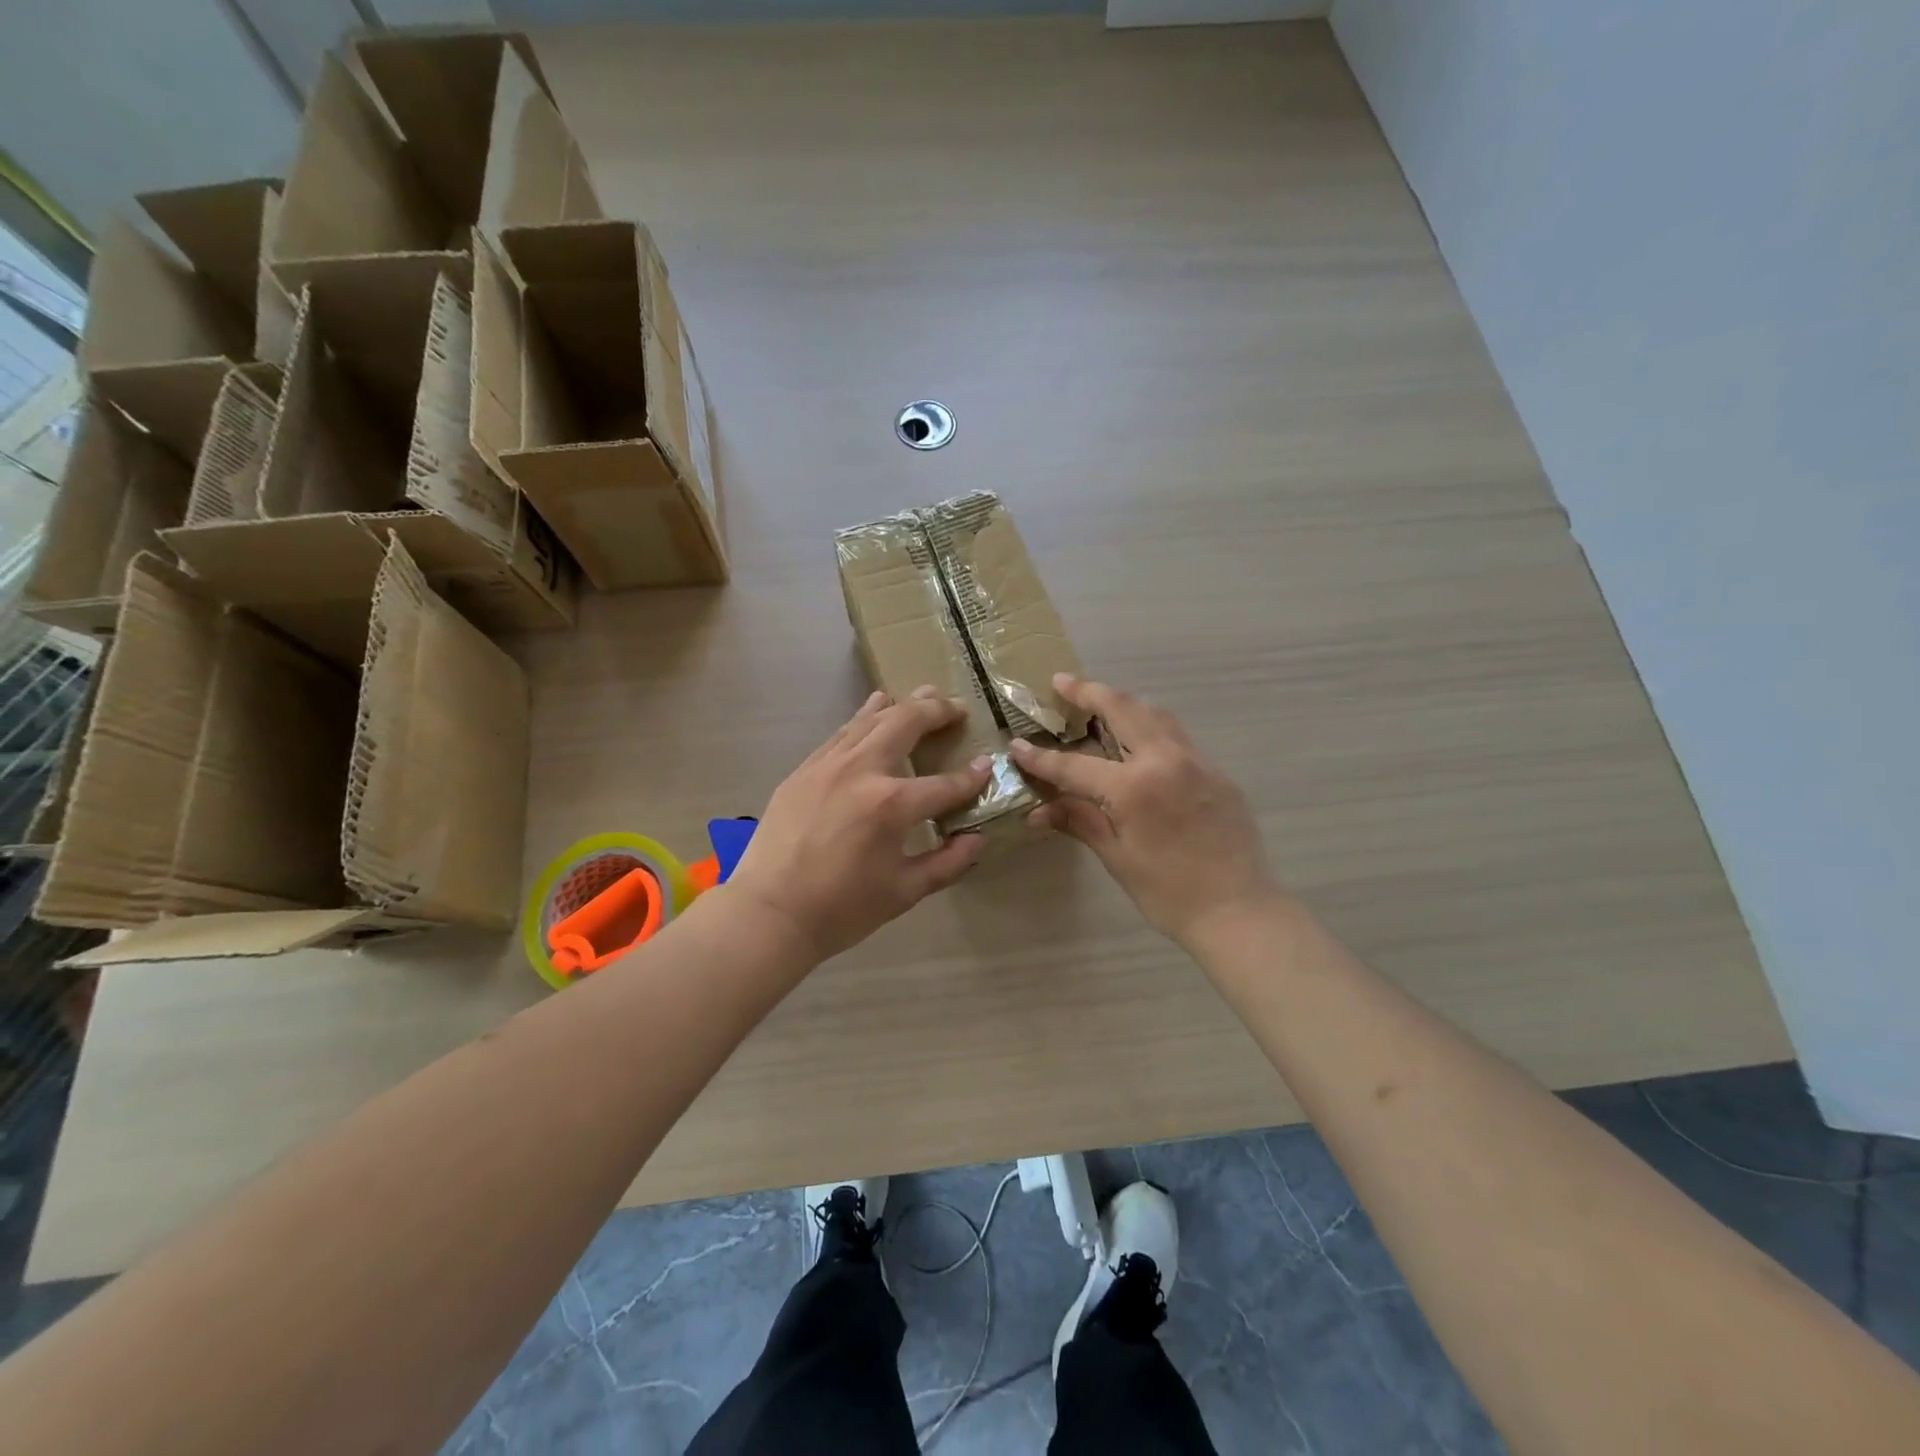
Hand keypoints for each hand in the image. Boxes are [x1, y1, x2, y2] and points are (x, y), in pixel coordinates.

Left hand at [727, 688, 991, 962]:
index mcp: (892, 805)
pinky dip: (865, 718)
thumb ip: (948, 863)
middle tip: (957, 708)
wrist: (769, 912)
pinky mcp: (805, 769)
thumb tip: (977, 839)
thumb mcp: (905, 892)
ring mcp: (828, 765)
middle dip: (937, 712)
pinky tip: (875, 708)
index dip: (972, 778)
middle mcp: (862, 771)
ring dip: (902, 706)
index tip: (987, 766)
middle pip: (906, 724)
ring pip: (871, 719)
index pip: (945, 784)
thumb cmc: (842, 909)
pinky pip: (842, 733)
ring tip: (924, 696)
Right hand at [1010, 674, 1280, 948]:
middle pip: (1122, 709)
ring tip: (1100, 702)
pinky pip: (1178, 737)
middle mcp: (1165, 760)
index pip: (1075, 765)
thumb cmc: (1170, 893)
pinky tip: (1140, 742)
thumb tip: (1038, 812)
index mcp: (1134, 786)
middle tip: (1062, 682)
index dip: (1041, 758)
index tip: (1017, 745)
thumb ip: (1080, 822)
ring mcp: (1196, 761)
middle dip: (1088, 692)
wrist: (1240, 910)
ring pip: (1155, 714)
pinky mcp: (1217, 772)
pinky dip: (1151, 727)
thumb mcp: (1118, 857)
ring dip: (1124, 702)